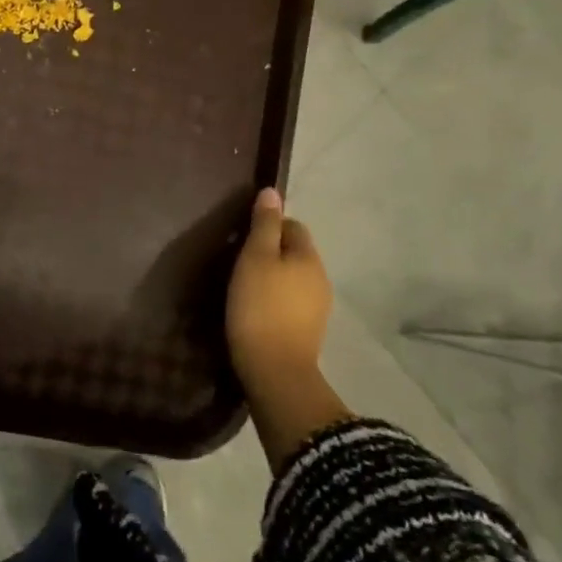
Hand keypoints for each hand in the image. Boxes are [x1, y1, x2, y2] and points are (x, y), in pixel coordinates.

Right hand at [226, 187, 331, 393]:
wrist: (274, 370)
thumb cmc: (259, 306)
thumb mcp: (256, 258)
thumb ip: (264, 225)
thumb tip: (272, 192)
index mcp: (309, 257)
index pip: (294, 226)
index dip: (269, 226)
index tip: (244, 239)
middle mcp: (321, 278)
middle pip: (296, 252)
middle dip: (272, 252)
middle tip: (240, 263)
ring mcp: (318, 307)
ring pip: (294, 278)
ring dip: (274, 277)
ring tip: (245, 287)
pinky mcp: (309, 331)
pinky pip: (292, 302)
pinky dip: (276, 300)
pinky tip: (257, 310)